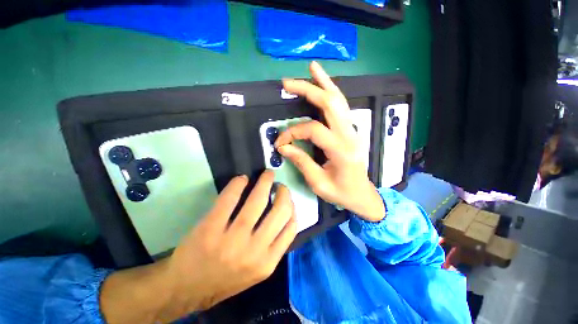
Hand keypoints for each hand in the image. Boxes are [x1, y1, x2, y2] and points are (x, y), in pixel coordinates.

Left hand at [100, 171, 296, 322]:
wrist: (185, 290)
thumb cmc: (224, 279)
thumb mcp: (256, 270)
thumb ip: (272, 245)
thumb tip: (283, 213)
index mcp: (267, 263)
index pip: (291, 228)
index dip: (292, 207)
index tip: (287, 199)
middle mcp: (254, 252)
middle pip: (280, 212)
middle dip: (283, 192)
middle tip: (279, 185)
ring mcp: (232, 240)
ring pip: (257, 202)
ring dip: (265, 182)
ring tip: (267, 175)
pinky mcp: (210, 229)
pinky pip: (230, 199)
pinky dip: (238, 185)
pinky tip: (242, 179)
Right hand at [275, 61, 384, 221]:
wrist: (362, 194)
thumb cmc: (341, 192)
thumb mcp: (318, 183)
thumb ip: (301, 162)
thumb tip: (283, 147)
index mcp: (341, 150)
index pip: (313, 130)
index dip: (293, 132)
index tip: (280, 143)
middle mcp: (350, 135)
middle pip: (330, 103)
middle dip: (308, 89)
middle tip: (287, 83)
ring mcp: (353, 130)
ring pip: (339, 100)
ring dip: (324, 82)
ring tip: (312, 68)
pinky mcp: (351, 130)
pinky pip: (341, 106)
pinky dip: (332, 92)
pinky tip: (324, 83)